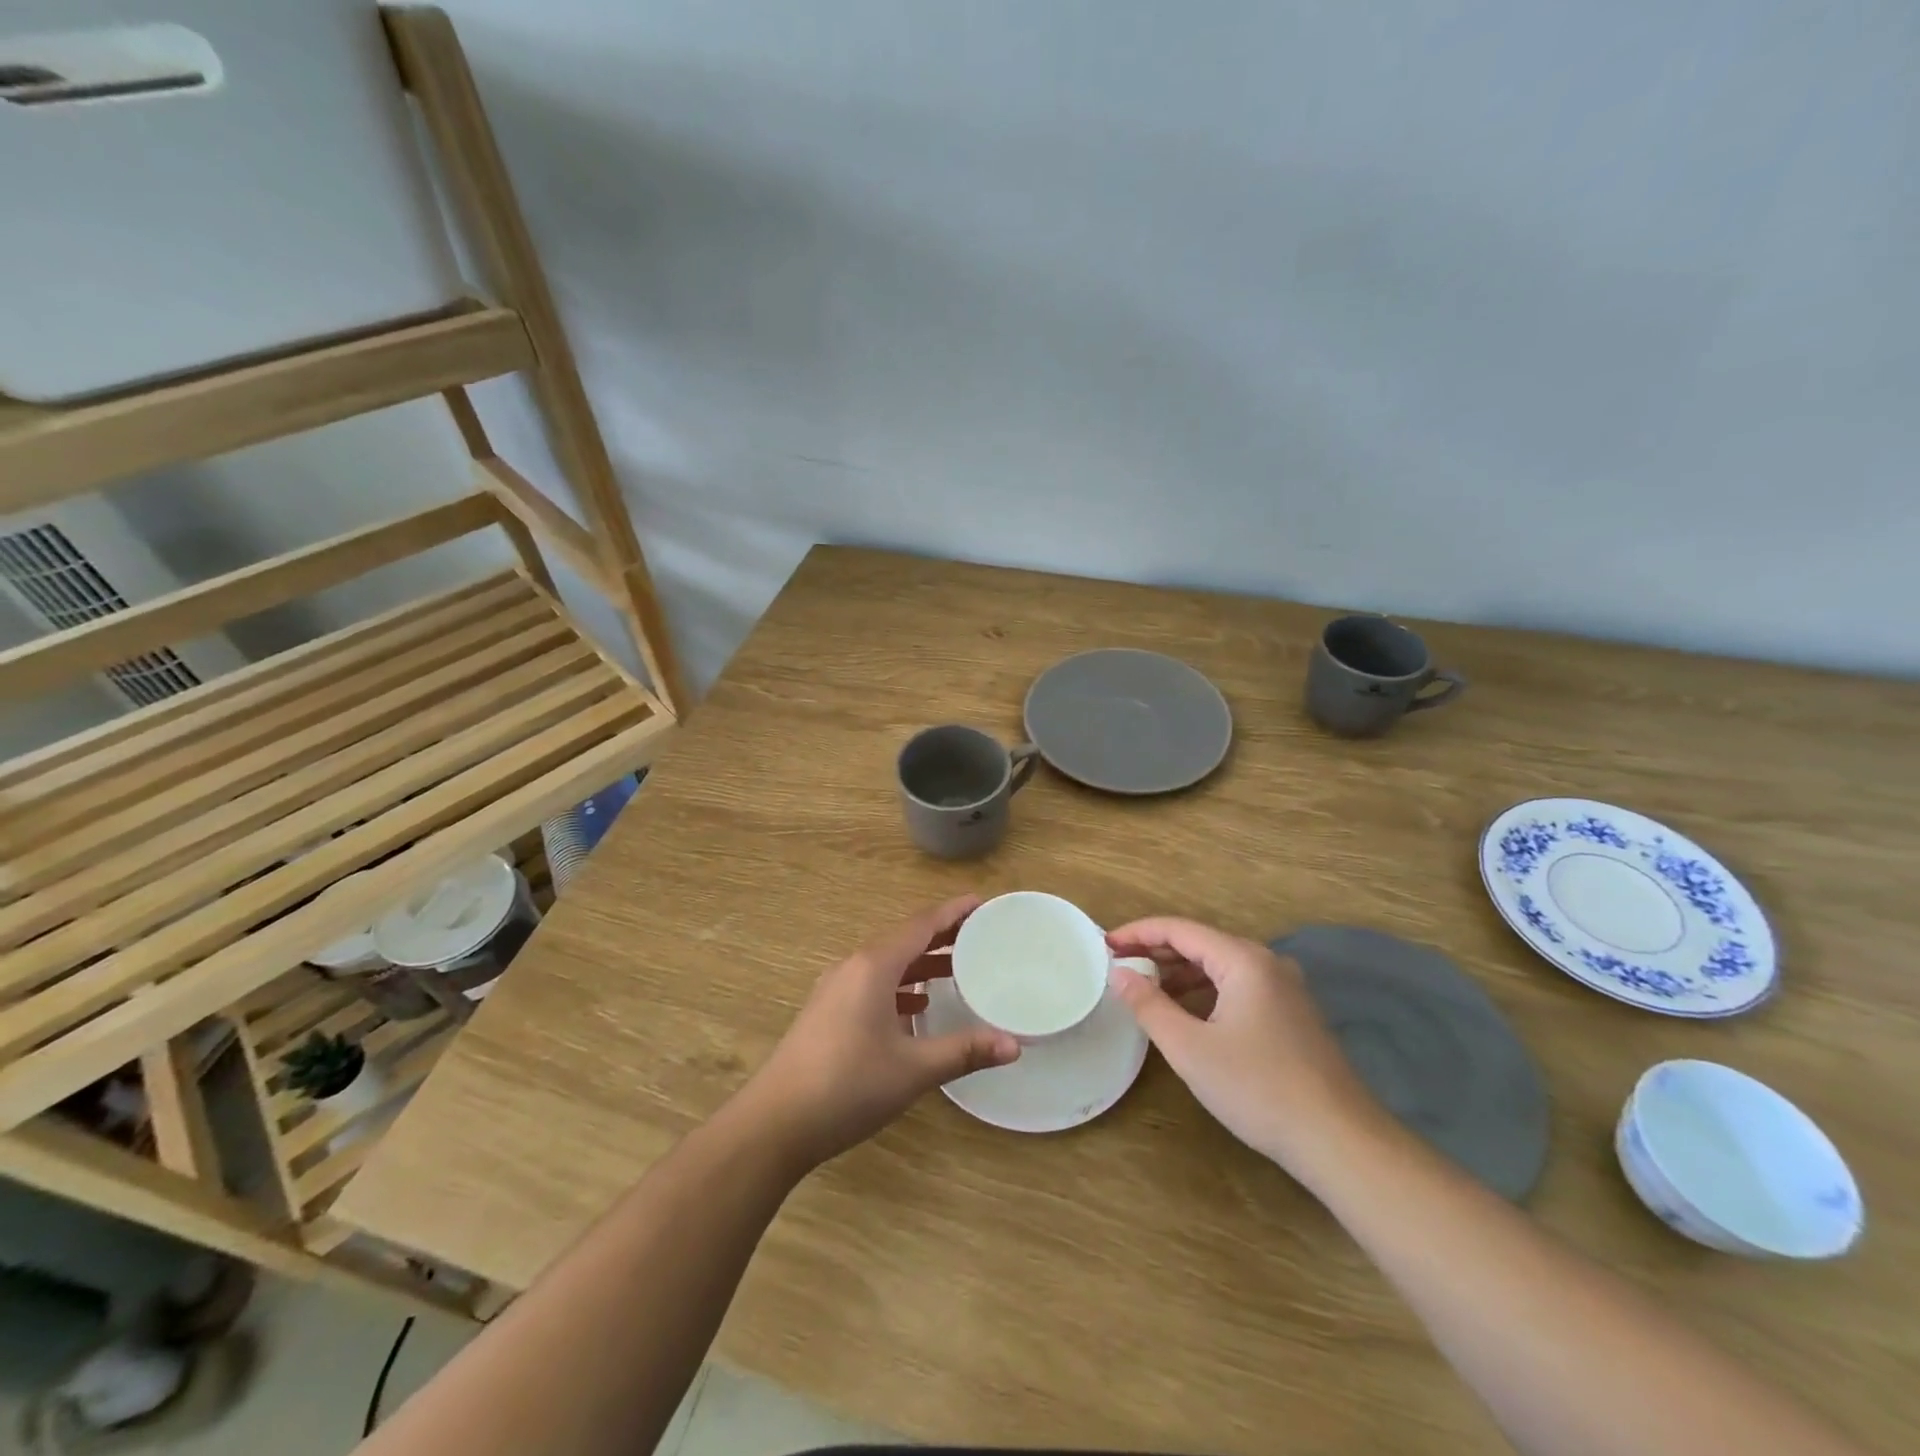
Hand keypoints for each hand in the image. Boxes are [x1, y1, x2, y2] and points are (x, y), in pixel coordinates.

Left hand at [739, 894, 1019, 1169]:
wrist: (774, 1123)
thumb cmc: (847, 1086)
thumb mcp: (913, 1070)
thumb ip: (964, 1051)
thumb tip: (1014, 1045)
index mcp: (874, 966)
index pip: (921, 925)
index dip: (953, 912)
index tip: (982, 902)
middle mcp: (853, 967)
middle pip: (904, 939)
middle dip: (941, 936)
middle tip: (979, 935)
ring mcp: (835, 989)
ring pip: (887, 963)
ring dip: (920, 963)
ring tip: (956, 969)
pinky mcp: (826, 1012)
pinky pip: (871, 983)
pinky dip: (899, 986)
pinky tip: (915, 1007)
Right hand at [1106, 917, 1372, 1168]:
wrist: (1340, 1140)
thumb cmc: (1257, 1088)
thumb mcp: (1190, 1048)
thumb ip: (1149, 1005)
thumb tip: (1119, 973)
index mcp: (1243, 960)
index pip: (1179, 929)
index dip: (1138, 933)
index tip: (1104, 945)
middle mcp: (1267, 963)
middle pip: (1201, 943)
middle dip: (1157, 951)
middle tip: (1119, 965)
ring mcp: (1285, 988)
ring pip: (1220, 966)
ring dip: (1180, 972)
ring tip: (1145, 988)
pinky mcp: (1293, 1014)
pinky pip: (1238, 986)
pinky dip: (1205, 990)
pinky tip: (1188, 1012)